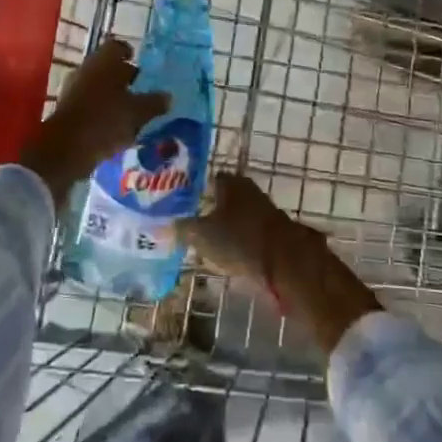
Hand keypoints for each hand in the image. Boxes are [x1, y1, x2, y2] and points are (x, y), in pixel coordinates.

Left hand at [19, 39, 169, 206]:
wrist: (65, 149)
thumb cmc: (105, 120)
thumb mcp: (137, 112)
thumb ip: (154, 103)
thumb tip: (168, 96)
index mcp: (104, 61)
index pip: (117, 46)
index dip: (129, 53)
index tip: (139, 64)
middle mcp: (87, 69)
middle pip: (107, 67)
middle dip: (123, 77)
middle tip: (141, 89)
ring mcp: (74, 89)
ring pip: (98, 86)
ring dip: (113, 95)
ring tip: (131, 111)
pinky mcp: (67, 109)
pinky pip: (89, 104)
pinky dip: (102, 111)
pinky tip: (115, 127)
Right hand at [179, 172, 321, 281]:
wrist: (284, 262)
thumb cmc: (239, 239)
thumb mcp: (201, 235)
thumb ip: (180, 230)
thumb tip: (157, 227)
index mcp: (230, 182)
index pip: (208, 179)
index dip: (194, 190)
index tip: (181, 204)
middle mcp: (248, 189)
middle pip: (223, 196)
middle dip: (208, 208)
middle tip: (189, 223)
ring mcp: (263, 209)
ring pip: (236, 214)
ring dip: (224, 225)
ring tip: (205, 241)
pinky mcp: (273, 231)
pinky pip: (248, 231)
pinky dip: (238, 238)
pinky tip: (227, 252)